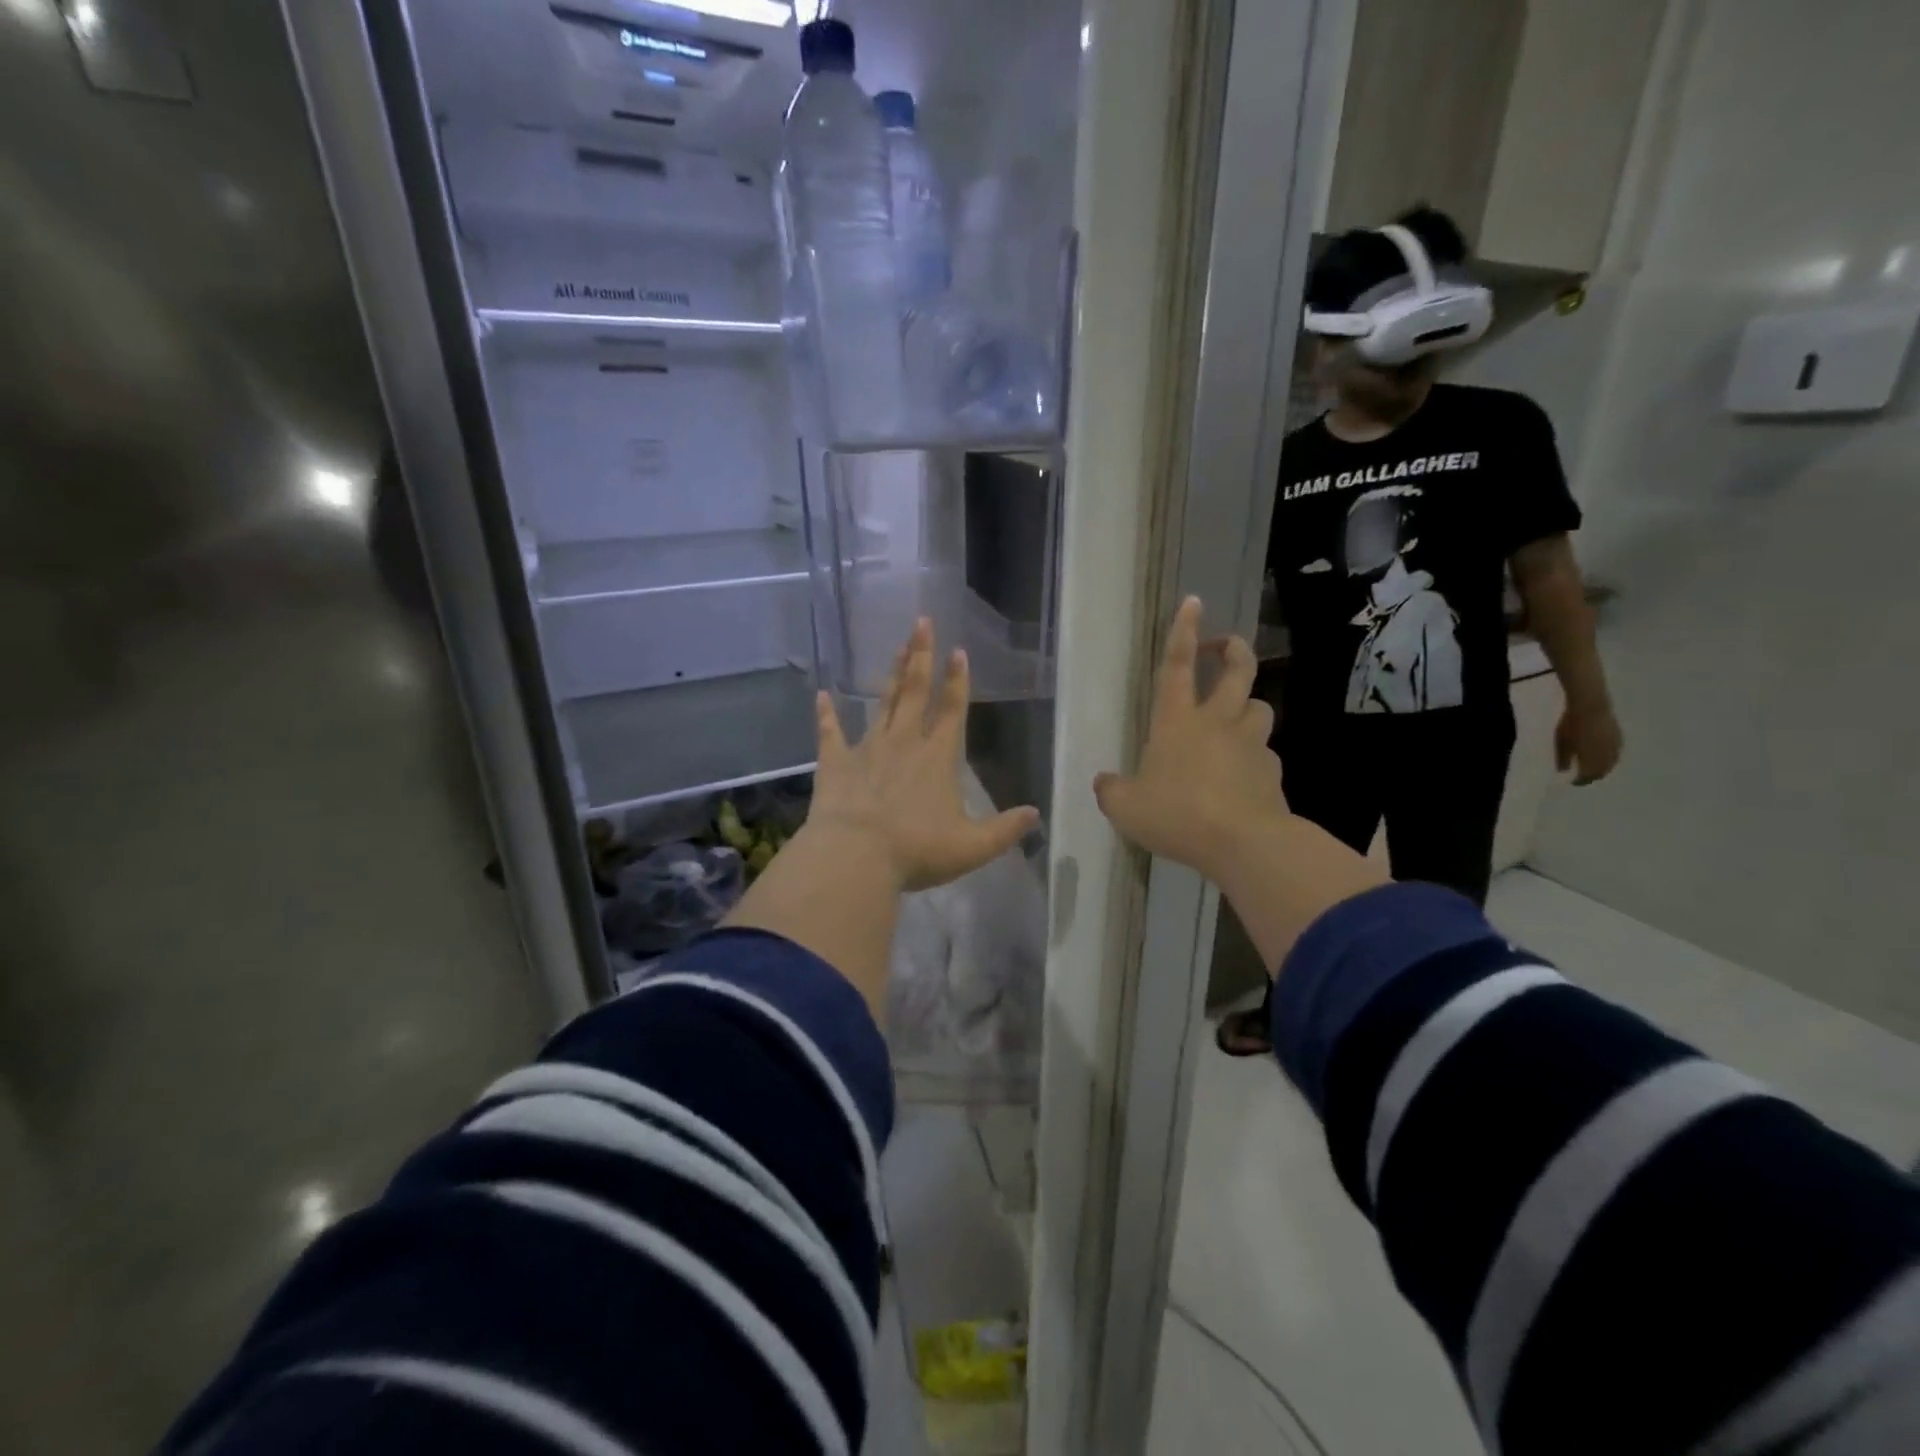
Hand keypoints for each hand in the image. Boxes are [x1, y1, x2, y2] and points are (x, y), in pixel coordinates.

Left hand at [809, 618, 1039, 891]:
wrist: (855, 856)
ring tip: (896, 648)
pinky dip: (826, 714)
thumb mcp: (972, 847)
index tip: (958, 651)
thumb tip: (1035, 815)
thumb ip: (1005, 829)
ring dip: (891, 676)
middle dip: (921, 656)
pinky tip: (821, 695)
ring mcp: (867, 748)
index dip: (958, 680)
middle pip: (915, 692)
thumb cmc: (916, 850)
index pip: (952, 710)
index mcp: (938, 757)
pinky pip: (830, 733)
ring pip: (882, 704)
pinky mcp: (835, 763)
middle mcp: (904, 742)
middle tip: (922, 622)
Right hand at [1092, 597, 1287, 881]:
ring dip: (1248, 705)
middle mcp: (1217, 722)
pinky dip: (1255, 756)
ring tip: (1236, 718)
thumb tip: (1104, 782)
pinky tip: (1244, 776)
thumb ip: (1112, 791)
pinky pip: (1265, 753)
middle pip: (1237, 670)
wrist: (1243, 843)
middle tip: (1225, 647)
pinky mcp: (1273, 772)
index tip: (1193, 602)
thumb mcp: (1126, 808)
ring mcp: (1250, 744)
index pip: (1177, 665)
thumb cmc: (1177, 814)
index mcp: (1177, 721)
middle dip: (1233, 649)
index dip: (1183, 631)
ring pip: (1260, 707)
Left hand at [1556, 702, 1622, 785]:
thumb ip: (1563, 758)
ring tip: (1592, 769)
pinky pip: (1615, 754)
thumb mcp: (1561, 742)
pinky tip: (1601, 757)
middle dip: (1593, 776)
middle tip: (1583, 777)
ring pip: (1611, 763)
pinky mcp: (1620, 737)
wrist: (1591, 705)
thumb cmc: (1571, 724)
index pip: (1589, 775)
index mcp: (1593, 759)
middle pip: (1602, 771)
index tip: (1574, 782)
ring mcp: (1616, 746)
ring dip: (1602, 768)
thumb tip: (1563, 771)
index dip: (1582, 780)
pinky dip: (1608, 759)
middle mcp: (1608, 756)